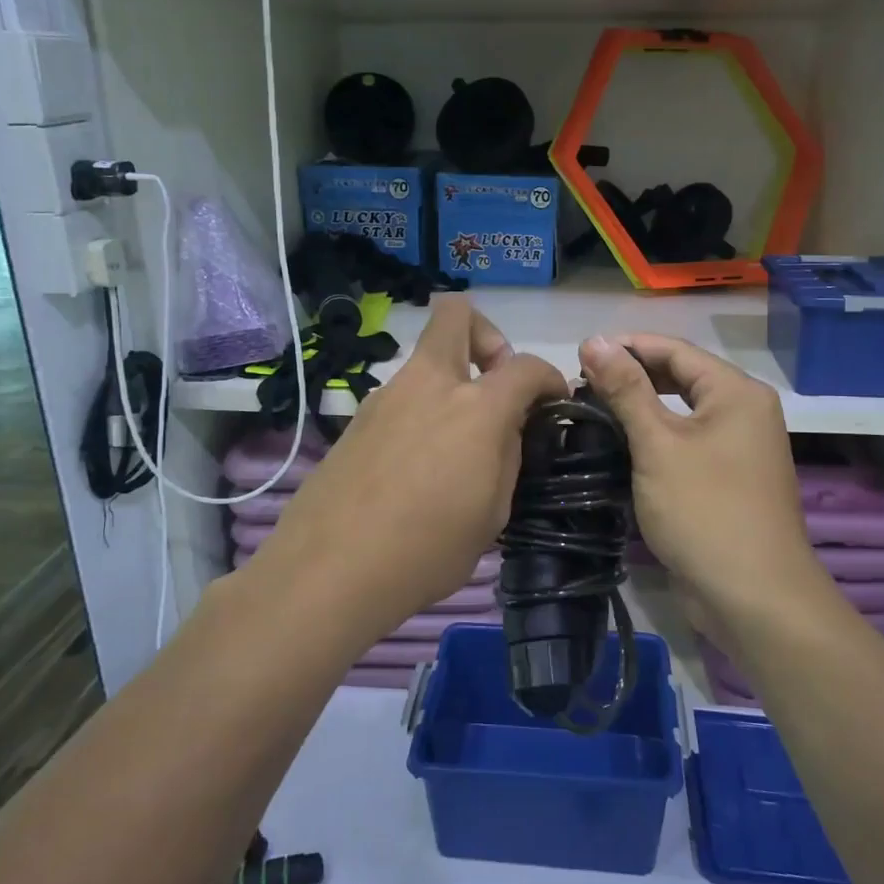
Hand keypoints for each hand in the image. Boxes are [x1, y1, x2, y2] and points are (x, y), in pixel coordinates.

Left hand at [252, 297, 566, 645]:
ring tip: (456, 442)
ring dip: (451, 381)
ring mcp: (386, 396)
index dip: (550, 379)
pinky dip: (421, 410)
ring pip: (426, 360)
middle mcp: (430, 384)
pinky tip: (417, 463)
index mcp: (475, 407)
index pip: (526, 366)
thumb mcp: (492, 514)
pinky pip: (401, 396)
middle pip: (456, 314)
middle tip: (495, 383)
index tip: (553, 402)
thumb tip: (507, 429)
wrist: (329, 569)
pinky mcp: (357, 418)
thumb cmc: (426, 550)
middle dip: (487, 335)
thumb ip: (507, 457)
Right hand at [580, 334, 821, 631]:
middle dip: (633, 375)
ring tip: (593, 409)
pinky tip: (620, 444)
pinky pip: (686, 443)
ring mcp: (739, 448)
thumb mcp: (658, 445)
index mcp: (736, 392)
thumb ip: (626, 390)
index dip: (628, 346)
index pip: (676, 350)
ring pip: (682, 412)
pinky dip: (655, 437)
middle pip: (681, 377)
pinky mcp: (727, 479)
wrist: (754, 597)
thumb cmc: (705, 510)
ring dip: (640, 407)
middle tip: (582, 382)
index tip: (580, 352)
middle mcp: (744, 412)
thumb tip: (594, 340)